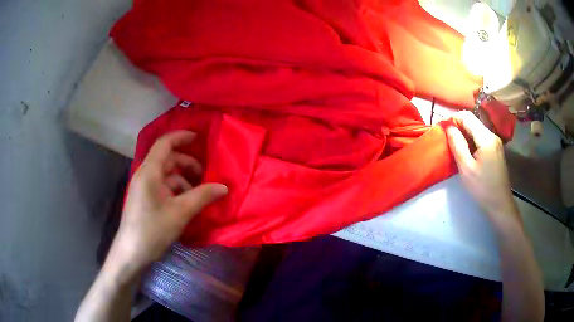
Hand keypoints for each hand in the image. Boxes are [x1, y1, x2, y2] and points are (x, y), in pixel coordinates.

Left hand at [107, 130, 227, 281]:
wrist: (131, 253)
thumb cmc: (152, 230)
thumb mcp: (180, 213)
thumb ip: (202, 196)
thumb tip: (224, 187)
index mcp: (149, 171)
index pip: (165, 143)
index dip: (181, 137)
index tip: (199, 138)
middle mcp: (145, 174)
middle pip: (167, 159)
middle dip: (187, 164)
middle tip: (205, 176)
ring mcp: (143, 187)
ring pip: (166, 174)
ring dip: (183, 180)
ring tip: (198, 194)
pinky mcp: (144, 198)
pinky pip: (162, 186)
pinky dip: (176, 190)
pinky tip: (186, 204)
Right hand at [446, 111, 519, 225]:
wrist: (499, 203)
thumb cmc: (482, 188)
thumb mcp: (466, 168)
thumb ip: (457, 145)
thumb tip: (449, 127)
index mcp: (486, 138)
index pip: (467, 117)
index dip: (453, 119)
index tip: (442, 128)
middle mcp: (492, 135)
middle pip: (472, 121)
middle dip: (458, 125)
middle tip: (446, 137)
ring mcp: (495, 141)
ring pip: (476, 129)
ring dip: (464, 133)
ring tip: (454, 144)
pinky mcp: (496, 148)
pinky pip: (481, 137)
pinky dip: (471, 139)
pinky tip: (466, 150)